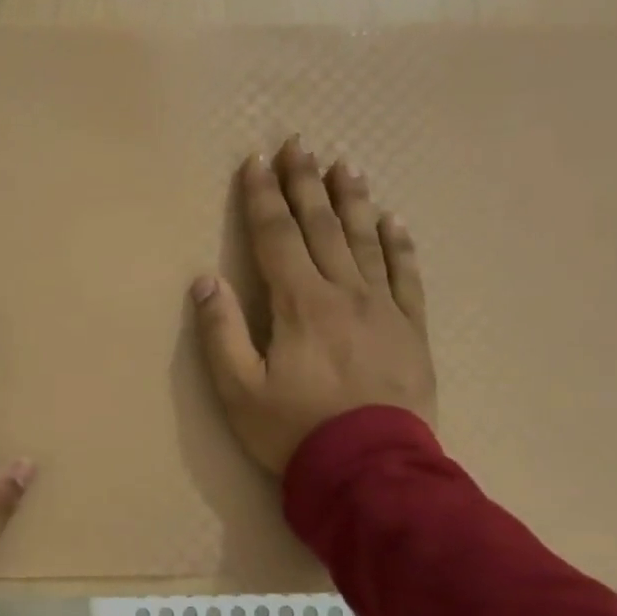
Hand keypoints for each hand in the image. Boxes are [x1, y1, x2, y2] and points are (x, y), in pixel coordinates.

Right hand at [192, 137, 436, 473]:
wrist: (371, 470)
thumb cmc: (294, 430)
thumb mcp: (238, 390)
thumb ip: (220, 332)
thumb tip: (205, 280)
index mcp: (299, 305)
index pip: (277, 237)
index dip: (262, 198)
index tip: (255, 163)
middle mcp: (344, 293)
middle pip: (322, 227)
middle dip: (306, 184)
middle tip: (299, 145)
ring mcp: (384, 308)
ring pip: (366, 241)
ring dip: (352, 201)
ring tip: (345, 166)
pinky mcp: (411, 329)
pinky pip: (406, 275)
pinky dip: (398, 245)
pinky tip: (393, 222)